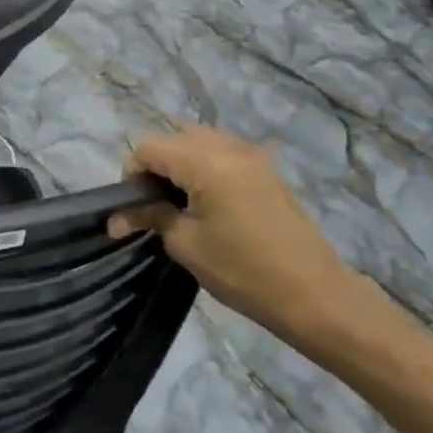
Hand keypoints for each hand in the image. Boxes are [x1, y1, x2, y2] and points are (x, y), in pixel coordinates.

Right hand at [109, 127, 384, 346]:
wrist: (314, 295)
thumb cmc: (243, 271)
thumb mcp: (186, 245)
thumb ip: (151, 218)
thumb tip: (117, 217)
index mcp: (206, 162)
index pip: (150, 147)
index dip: (131, 173)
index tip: (132, 208)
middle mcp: (229, 148)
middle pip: (174, 137)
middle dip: (156, 164)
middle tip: (153, 203)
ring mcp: (252, 156)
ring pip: (199, 140)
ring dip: (180, 162)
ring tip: (178, 202)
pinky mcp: (266, 170)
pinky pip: (223, 151)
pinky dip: (204, 165)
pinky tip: (206, 200)